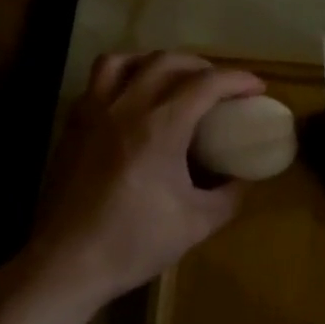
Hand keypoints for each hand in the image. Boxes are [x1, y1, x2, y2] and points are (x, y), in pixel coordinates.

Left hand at [28, 52, 265, 307]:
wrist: (68, 262)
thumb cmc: (134, 243)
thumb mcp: (197, 224)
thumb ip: (229, 196)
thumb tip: (242, 179)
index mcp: (159, 127)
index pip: (206, 84)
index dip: (237, 80)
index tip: (257, 88)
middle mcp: (125, 107)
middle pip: (166, 61)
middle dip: (201, 66)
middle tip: (219, 85)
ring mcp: (92, 113)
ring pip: (123, 61)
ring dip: (154, 62)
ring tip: (170, 80)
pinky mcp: (72, 127)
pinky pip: (97, 84)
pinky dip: (122, 79)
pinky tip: (131, 104)